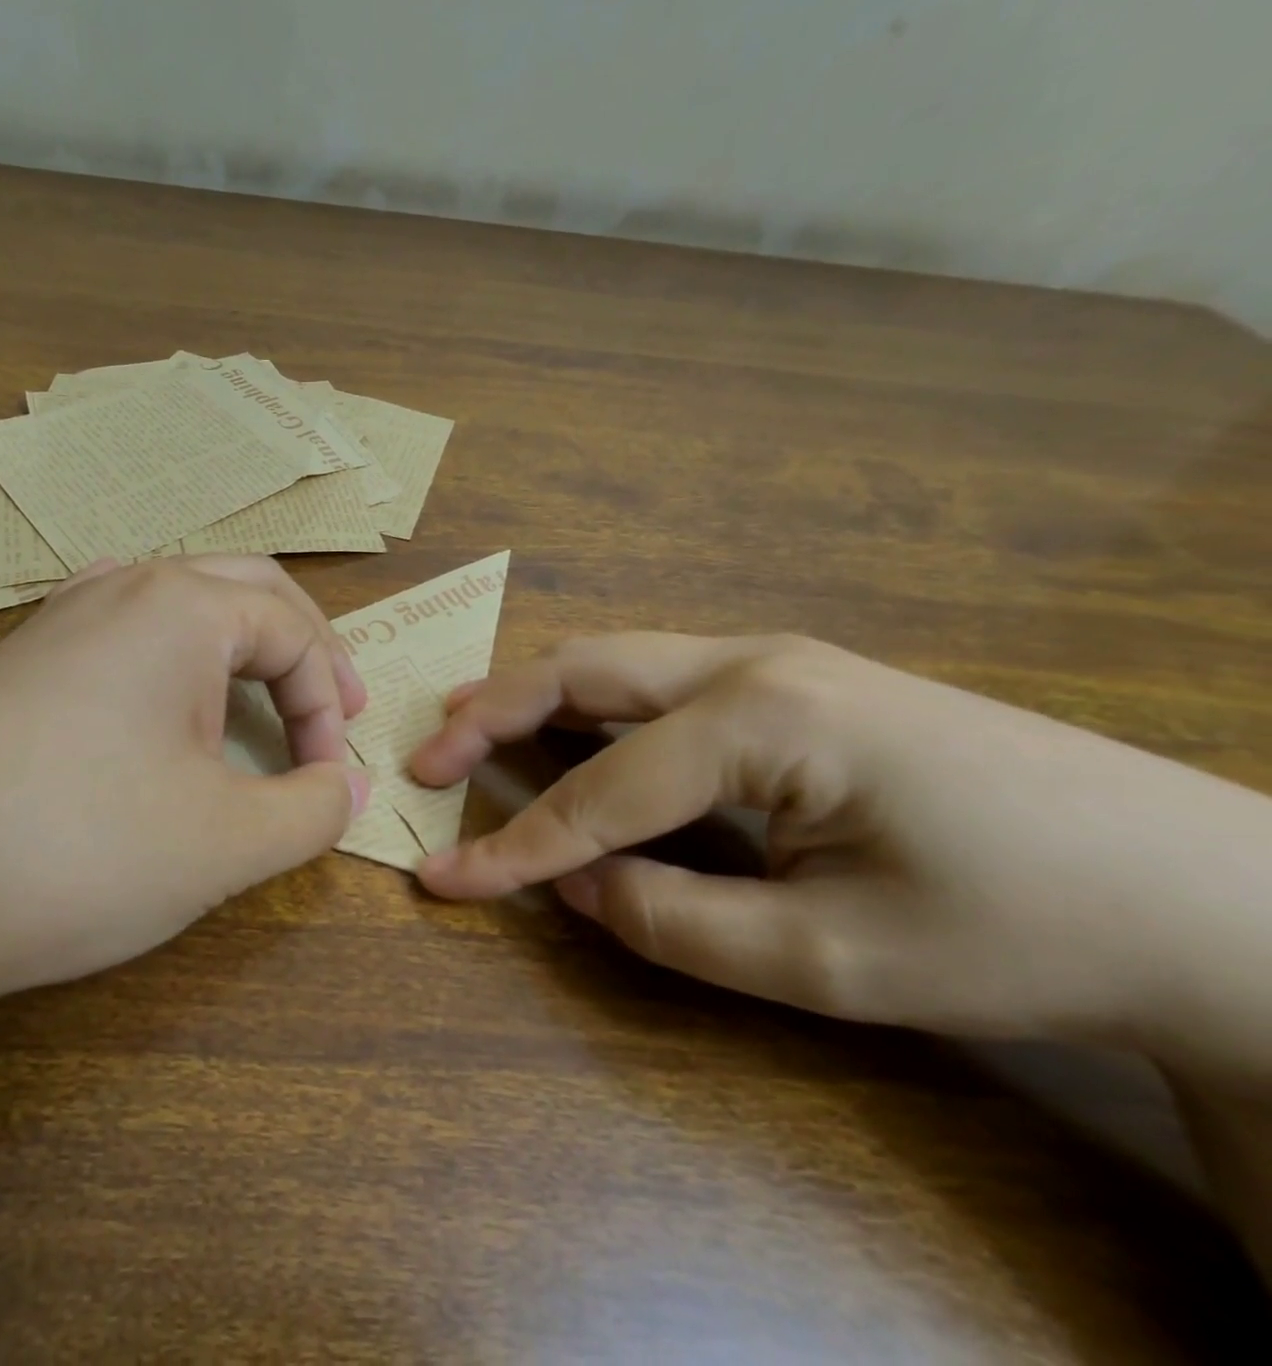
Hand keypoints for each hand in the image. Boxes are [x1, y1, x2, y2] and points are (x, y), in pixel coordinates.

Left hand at [0, 556, 370, 998]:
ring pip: (184, 603)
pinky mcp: (26, 659)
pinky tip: (168, 691)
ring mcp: (65, 616)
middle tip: (333, 709)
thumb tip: (348, 786)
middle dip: (304, 649)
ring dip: (240, 646)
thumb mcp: (228, 841)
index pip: (294, 635)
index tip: (327, 782)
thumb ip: (313, 810)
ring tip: (261, 699)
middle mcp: (124, 586)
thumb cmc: (82, 848)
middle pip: (248, 591)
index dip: (328, 708)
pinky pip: (128, 630)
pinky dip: (177, 656)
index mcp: (184, 605)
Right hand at [410, 632, 1271, 1081]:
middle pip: (585, 671)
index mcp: (761, 716)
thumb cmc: (1020, 931)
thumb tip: (574, 883)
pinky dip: (591, 705)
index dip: (514, 847)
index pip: (601, 792)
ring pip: (616, 663)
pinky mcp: (796, 680)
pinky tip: (568, 731)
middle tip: (428, 758)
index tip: (441, 880)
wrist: (1210, 898)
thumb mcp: (829, 960)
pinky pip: (658, 682)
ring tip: (470, 728)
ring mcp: (777, 661)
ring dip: (535, 696)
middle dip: (492, 714)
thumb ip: (672, 920)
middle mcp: (754, 662)